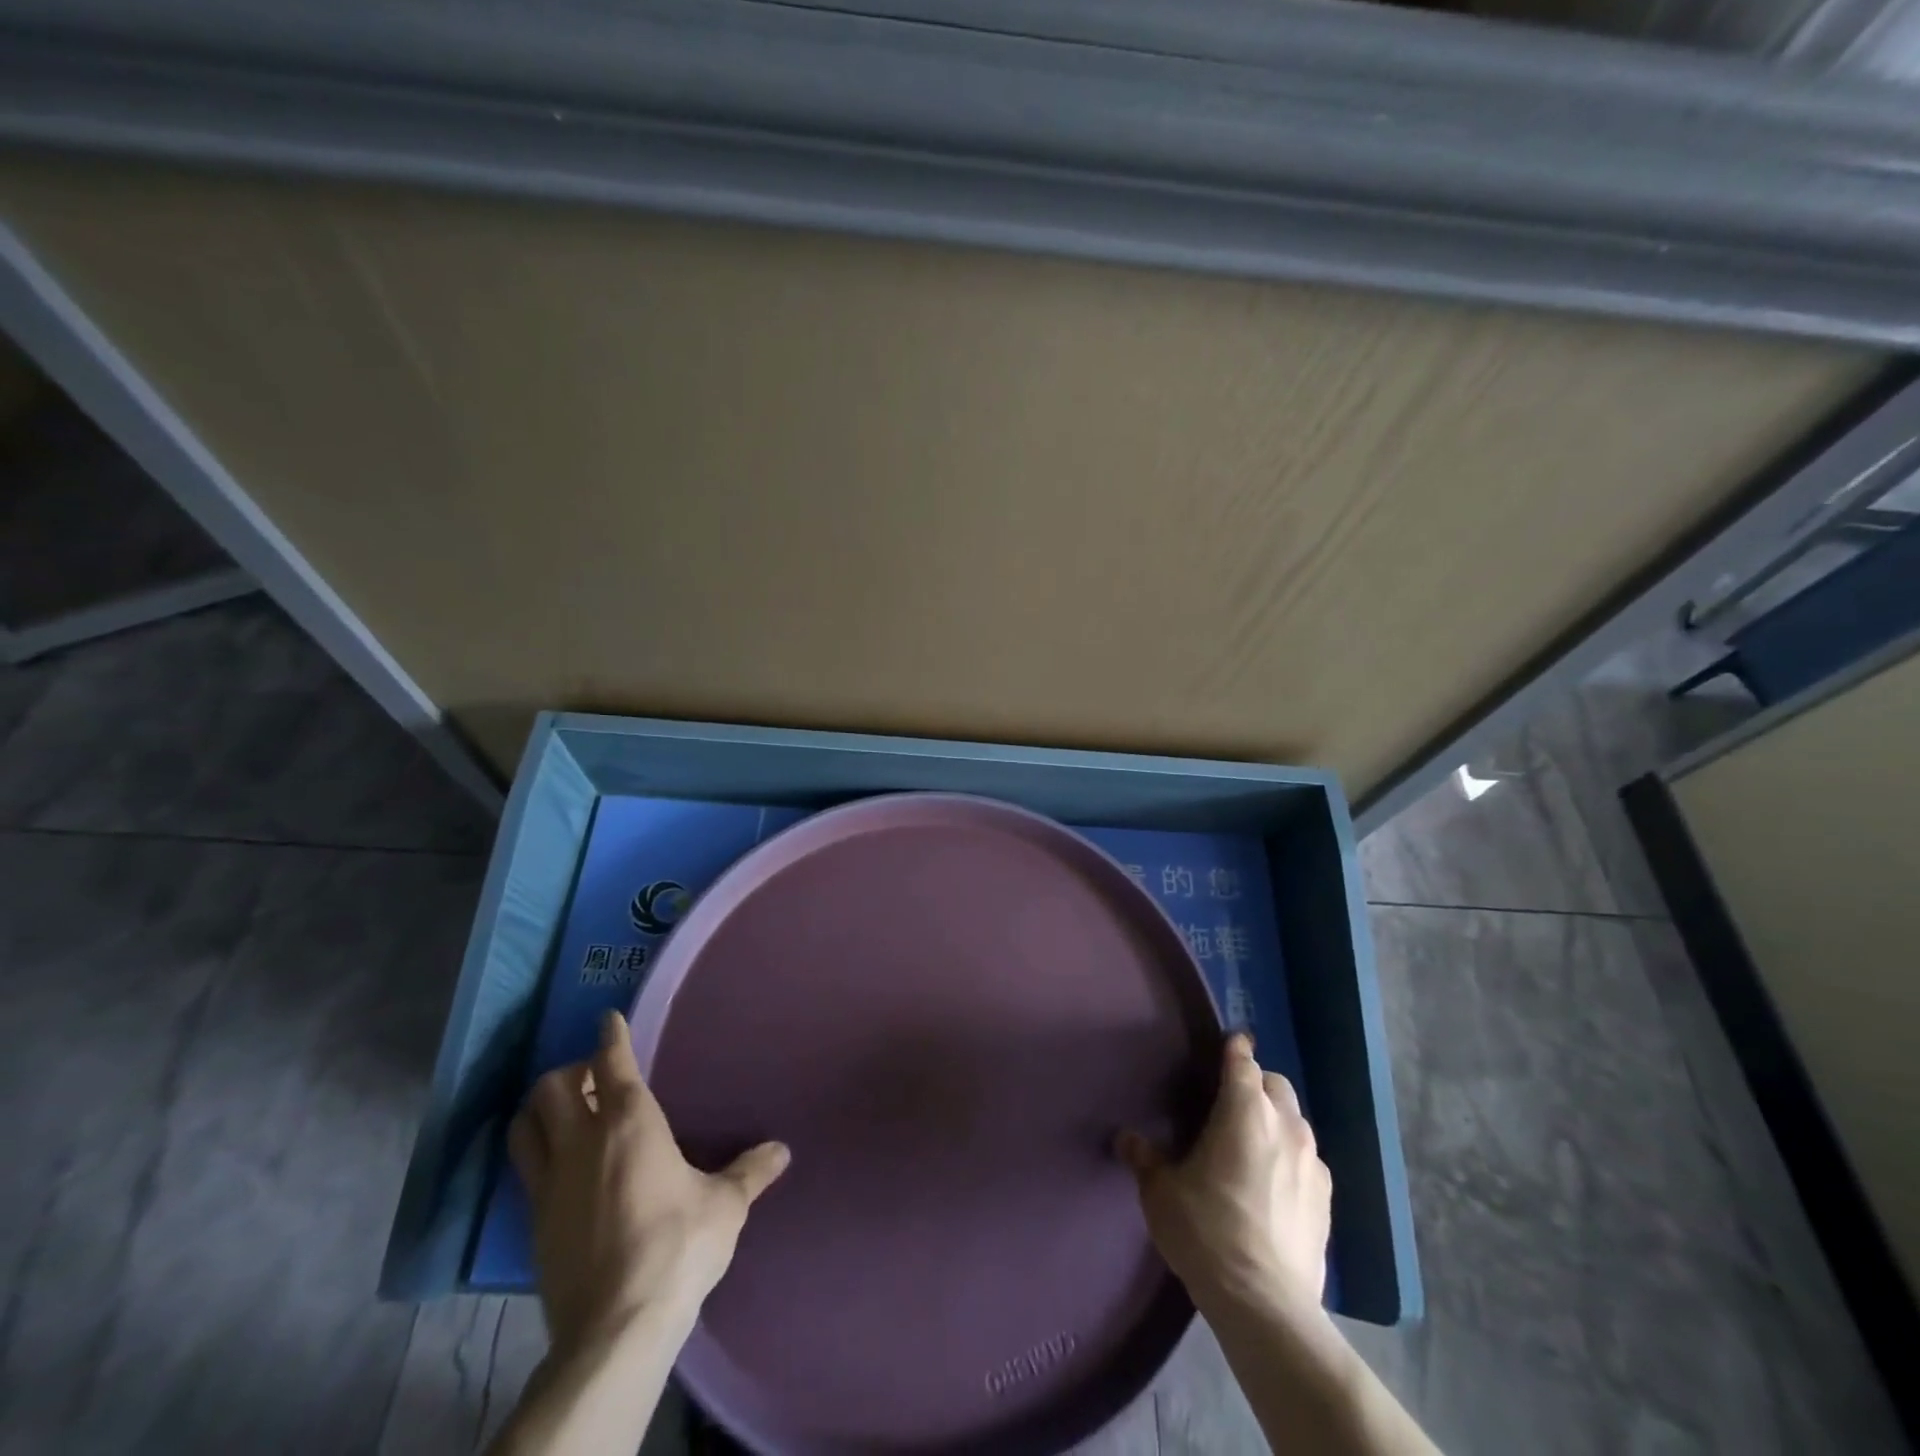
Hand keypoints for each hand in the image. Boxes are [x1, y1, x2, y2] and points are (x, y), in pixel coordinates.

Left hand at [508, 1010, 790, 1353]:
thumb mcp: (725, 1205)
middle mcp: (581, 1142)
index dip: (610, 1036)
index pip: (611, 1063)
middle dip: (569, 1073)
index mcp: (630, 1123)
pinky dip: (538, 1151)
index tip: (609, 1019)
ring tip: (567, 1114)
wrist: (616, 1328)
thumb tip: (782, 1150)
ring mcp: (549, 1183)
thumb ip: (750, 1171)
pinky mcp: (532, 1223)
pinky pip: (525, 1169)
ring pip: (525, 1126)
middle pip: (551, 1088)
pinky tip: (563, 1166)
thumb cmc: (678, 1246)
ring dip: (541, 1109)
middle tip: (594, 1080)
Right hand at [1118, 1032, 1330, 1315]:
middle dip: (1256, 1083)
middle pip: (1276, 1084)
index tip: (1225, 1045)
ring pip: (1296, 1120)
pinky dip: (1292, 1157)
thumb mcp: (1161, 1192)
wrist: (1264, 1303)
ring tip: (1252, 1143)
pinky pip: (1309, 1159)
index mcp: (1244, 1111)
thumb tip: (1125, 1138)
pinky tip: (1274, 1183)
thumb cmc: (1206, 1230)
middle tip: (1230, 1102)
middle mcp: (1285, 1125)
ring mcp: (1312, 1162)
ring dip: (1276, 1119)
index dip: (1233, 1049)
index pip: (1243, 1060)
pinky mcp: (1328, 1200)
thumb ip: (1144, 1158)